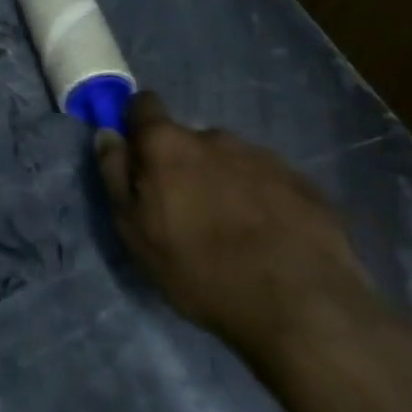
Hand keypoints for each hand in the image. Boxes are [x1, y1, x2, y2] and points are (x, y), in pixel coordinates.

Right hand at [94, 92, 383, 370]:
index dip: (137, 124)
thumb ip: (115, 175)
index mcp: (167, 144)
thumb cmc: (200, 269)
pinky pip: (268, 182)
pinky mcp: (304, 183)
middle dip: (183, 164)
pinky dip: (261, 199)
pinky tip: (268, 237)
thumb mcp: (134, 230)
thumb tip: (107, 134)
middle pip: (188, 139)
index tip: (138, 156)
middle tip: (187, 211)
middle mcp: (214, 137)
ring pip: (230, 161)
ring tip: (233, 229)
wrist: (302, 306)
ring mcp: (264, 157)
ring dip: (223, 181)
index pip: (143, 105)